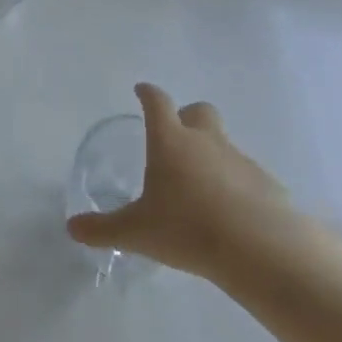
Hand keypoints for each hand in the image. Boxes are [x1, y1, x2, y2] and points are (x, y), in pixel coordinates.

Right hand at [66, 83, 293, 275]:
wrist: (262, 250)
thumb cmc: (188, 229)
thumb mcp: (136, 232)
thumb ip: (103, 229)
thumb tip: (72, 228)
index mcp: (171, 142)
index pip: (157, 103)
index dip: (147, 94)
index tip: (141, 91)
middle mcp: (206, 142)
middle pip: (200, 111)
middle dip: (187, 116)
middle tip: (176, 137)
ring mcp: (241, 161)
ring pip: (225, 144)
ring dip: (212, 154)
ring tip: (201, 188)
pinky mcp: (268, 185)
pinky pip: (248, 176)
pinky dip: (237, 185)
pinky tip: (232, 214)